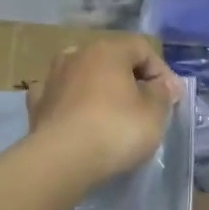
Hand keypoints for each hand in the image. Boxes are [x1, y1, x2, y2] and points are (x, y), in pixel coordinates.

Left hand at [25, 35, 182, 183]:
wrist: (62, 160)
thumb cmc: (116, 130)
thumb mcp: (154, 113)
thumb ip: (163, 94)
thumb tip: (165, 85)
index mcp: (108, 50)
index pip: (143, 49)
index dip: (162, 72)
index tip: (172, 99)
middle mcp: (76, 55)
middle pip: (111, 61)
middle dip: (130, 81)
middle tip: (145, 107)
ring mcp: (52, 79)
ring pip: (83, 77)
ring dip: (100, 91)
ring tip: (112, 116)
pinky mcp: (36, 106)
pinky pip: (62, 98)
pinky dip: (73, 105)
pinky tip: (79, 120)